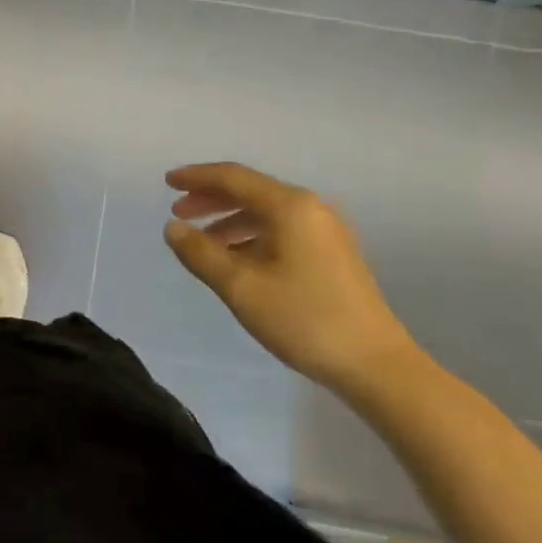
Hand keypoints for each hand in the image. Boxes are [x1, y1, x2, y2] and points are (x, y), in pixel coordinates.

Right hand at [162, 162, 422, 397]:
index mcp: (289, 207)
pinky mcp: (332, 252)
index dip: (196, 177)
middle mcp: (310, 208)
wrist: (375, 364)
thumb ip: (200, 253)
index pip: (233, 177)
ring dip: (228, 219)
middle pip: (250, 191)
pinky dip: (250, 235)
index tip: (166, 182)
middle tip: (178, 212)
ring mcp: (325, 230)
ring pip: (265, 212)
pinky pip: (281, 229)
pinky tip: (235, 258)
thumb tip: (172, 227)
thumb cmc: (303, 319)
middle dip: (210, 198)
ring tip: (200, 240)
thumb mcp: (240, 287)